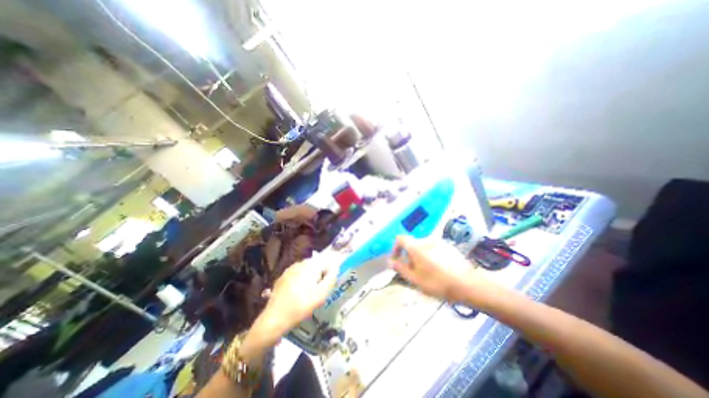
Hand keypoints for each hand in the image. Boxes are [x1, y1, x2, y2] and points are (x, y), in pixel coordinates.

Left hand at [260, 258, 338, 335]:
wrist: (275, 318)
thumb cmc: (301, 306)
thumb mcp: (321, 295)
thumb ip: (331, 279)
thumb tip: (336, 267)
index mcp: (311, 265)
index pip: (327, 260)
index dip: (331, 270)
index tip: (331, 281)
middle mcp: (300, 263)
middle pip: (316, 264)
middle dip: (321, 273)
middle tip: (321, 288)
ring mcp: (290, 269)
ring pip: (306, 268)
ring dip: (311, 276)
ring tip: (311, 292)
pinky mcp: (283, 276)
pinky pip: (297, 274)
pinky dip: (301, 279)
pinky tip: (299, 292)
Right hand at [390, 236, 478, 301]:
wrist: (467, 284)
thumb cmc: (438, 283)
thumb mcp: (415, 279)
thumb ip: (400, 269)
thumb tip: (390, 262)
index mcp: (416, 247)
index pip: (400, 239)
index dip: (396, 248)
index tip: (397, 260)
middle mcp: (426, 240)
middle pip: (412, 244)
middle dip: (409, 256)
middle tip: (413, 271)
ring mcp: (439, 242)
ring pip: (423, 247)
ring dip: (420, 256)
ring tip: (427, 272)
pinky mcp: (448, 246)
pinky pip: (434, 248)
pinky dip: (430, 255)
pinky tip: (438, 269)